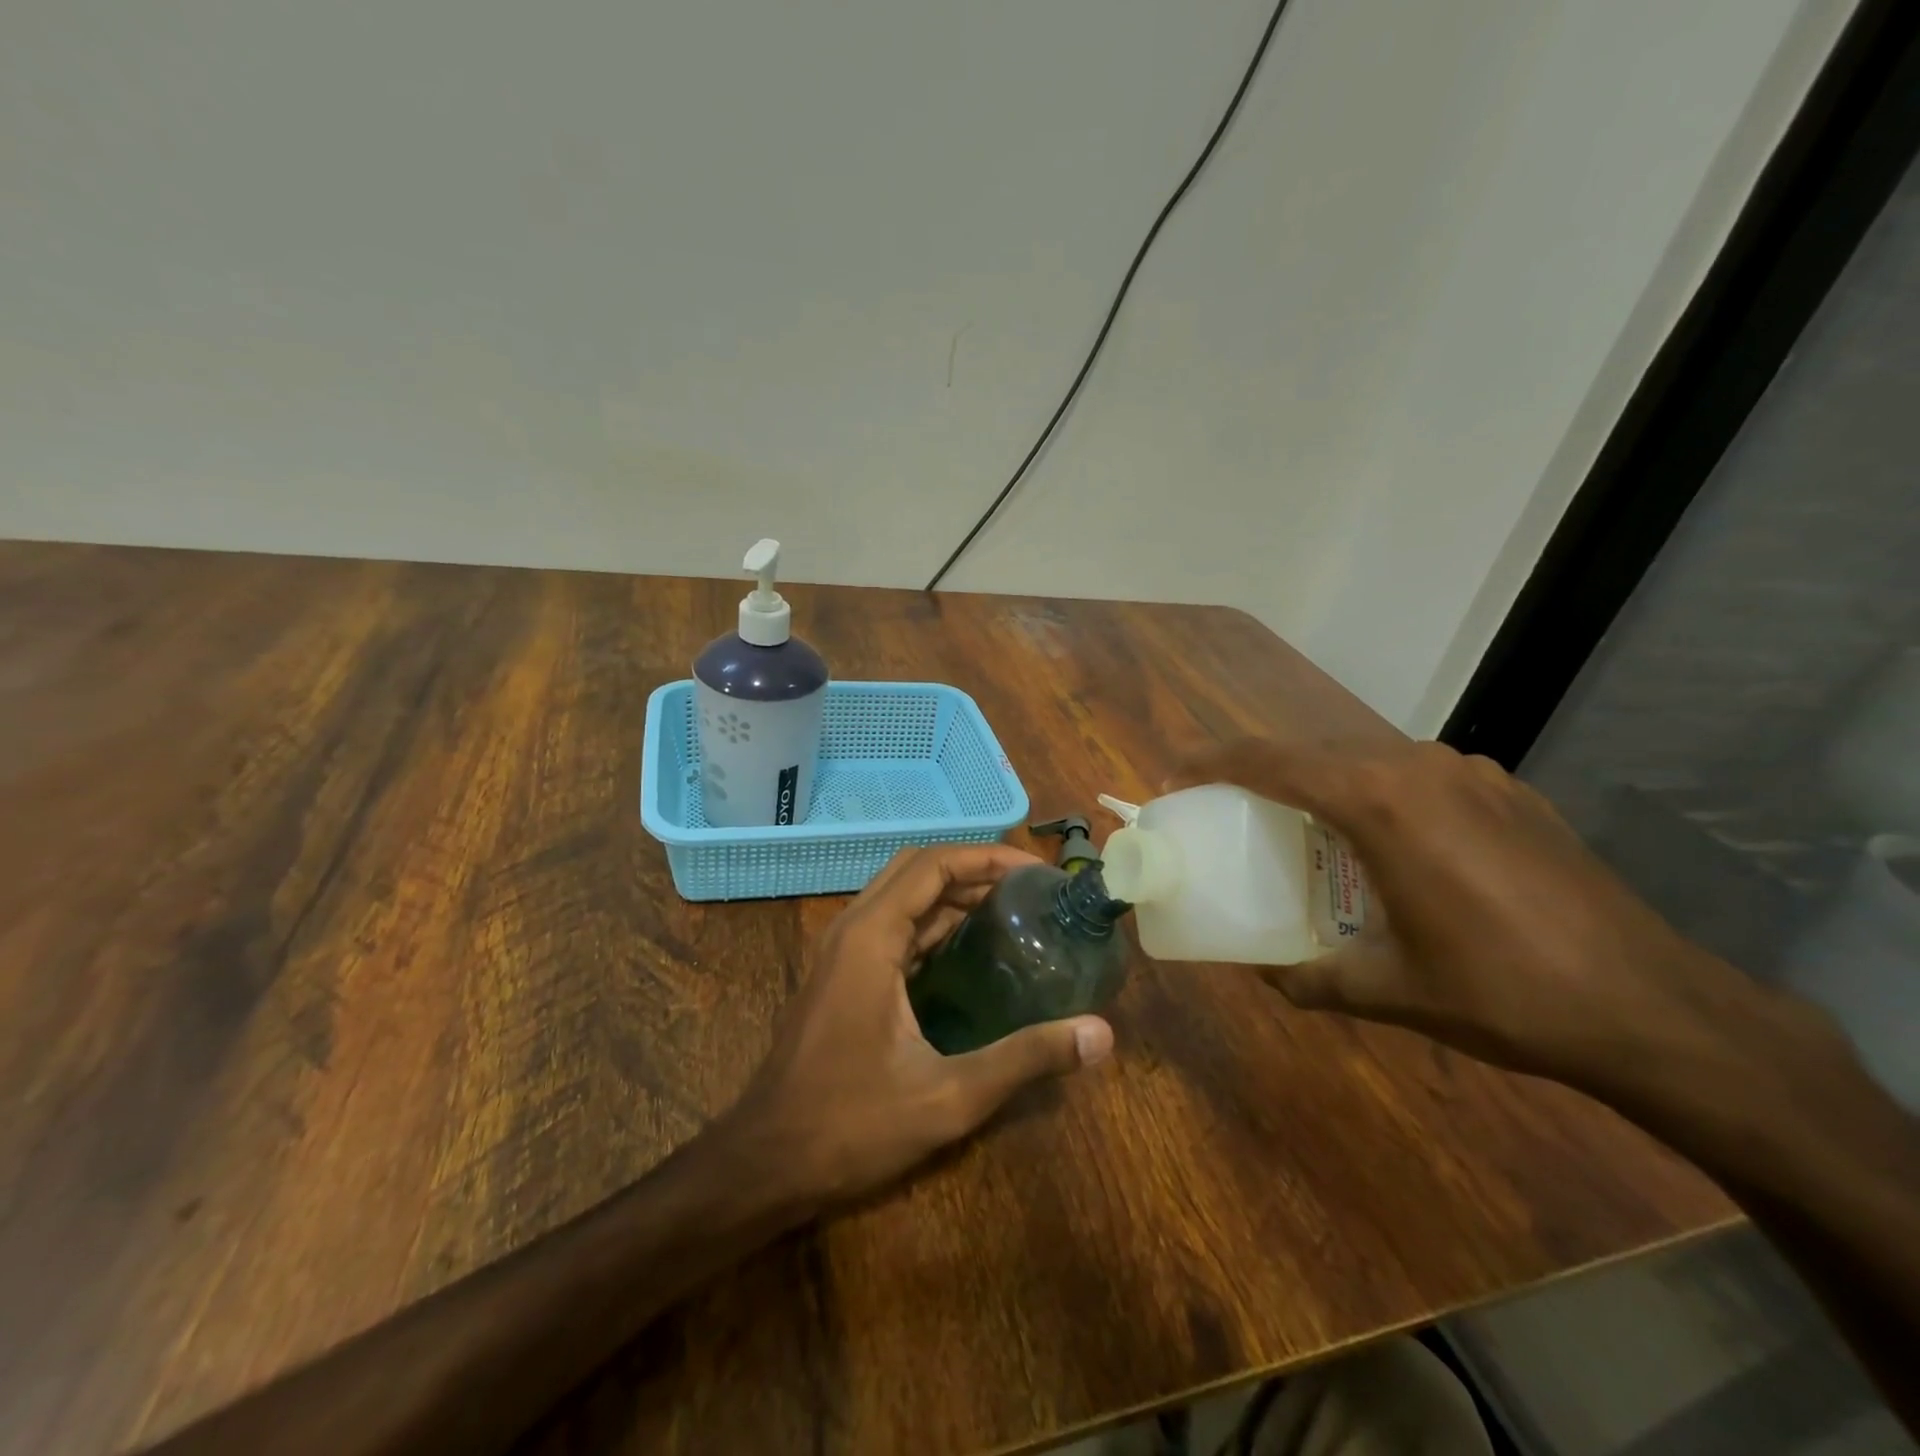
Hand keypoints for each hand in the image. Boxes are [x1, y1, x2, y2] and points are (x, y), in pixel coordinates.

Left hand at [723, 844, 1114, 1208]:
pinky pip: (892, 926)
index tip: (1037, 873)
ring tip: (1011, 911)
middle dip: (973, 868)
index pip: (933, 864)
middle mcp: (853, 928)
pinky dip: (932, 921)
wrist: (765, 1163)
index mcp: (871, 936)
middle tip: (1029, 889)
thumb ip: (1025, 1059)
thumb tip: (1101, 1036)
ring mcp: (842, 951)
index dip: (988, 858)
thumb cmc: (851, 1125)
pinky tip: (971, 951)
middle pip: (916, 869)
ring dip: (952, 893)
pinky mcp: (841, 974)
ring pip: (901, 895)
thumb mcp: (948, 1097)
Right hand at [1171, 735, 1759, 1093]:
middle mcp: (1417, 767)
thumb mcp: (1388, 991)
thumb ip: (1310, 978)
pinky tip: (1384, 843)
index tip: (1174, 773)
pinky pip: (1413, 775)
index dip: (1213, 760)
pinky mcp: (1505, 790)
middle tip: (1227, 806)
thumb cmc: (1501, 993)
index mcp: (1379, 801)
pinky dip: (1374, 793)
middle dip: (1261, 772)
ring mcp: (1469, 772)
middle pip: (1313, 752)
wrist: (1654, 1008)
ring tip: (1300, 826)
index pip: (1271, 760)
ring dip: (1319, 782)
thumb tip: (1263, 974)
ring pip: (1364, 759)